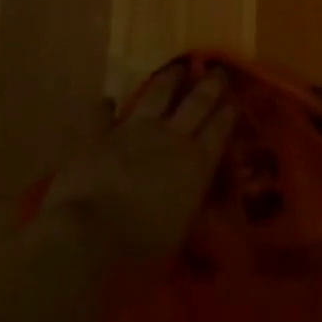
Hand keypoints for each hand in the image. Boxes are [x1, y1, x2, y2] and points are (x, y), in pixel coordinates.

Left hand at [41, 65, 236, 265]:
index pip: (219, 130)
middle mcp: (169, 138)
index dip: (228, 113)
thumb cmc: (142, 253)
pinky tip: (108, 101)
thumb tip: (195, 202)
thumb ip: (189, 209)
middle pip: (195, 103)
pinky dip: (106, 107)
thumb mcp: (180, 235)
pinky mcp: (97, 136)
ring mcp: (132, 132)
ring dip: (168, 80)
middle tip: (216, 71)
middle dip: (209, 85)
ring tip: (176, 68)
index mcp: (196, 164)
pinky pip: (102, 114)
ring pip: (156, 94)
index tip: (234, 101)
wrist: (87, 240)